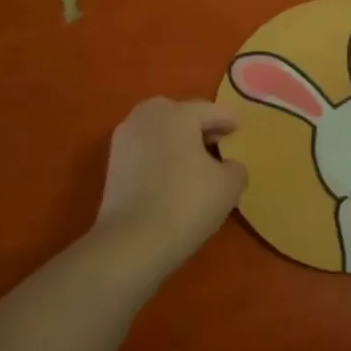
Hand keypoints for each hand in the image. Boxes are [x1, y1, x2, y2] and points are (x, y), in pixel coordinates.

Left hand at [95, 98, 246, 269]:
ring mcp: (125, 138)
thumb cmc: (187, 204)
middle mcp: (148, 116)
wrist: (133, 240)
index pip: (209, 110)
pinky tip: (172, 174)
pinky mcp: (112, 162)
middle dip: (198, 125)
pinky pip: (144, 147)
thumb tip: (228, 165)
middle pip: (179, 113)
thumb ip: (235, 167)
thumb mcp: (229, 186)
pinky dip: (159, 153)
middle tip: (215, 143)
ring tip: (193, 160)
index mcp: (178, 114)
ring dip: (176, 138)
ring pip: (158, 129)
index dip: (227, 120)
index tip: (238, 130)